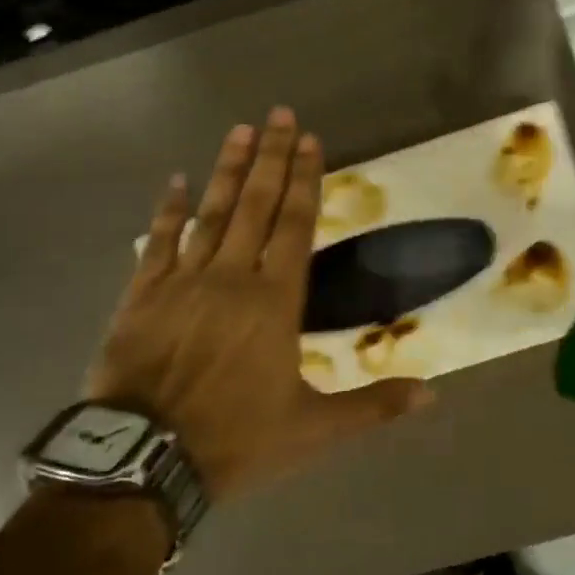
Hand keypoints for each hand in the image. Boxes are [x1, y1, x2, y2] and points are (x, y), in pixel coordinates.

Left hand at [88, 107, 434, 500]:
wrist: (142, 461)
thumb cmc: (234, 441)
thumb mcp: (313, 431)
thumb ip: (373, 407)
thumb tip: (432, 394)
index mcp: (274, 302)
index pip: (295, 225)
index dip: (305, 179)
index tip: (310, 140)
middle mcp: (231, 277)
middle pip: (256, 205)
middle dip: (271, 156)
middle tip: (280, 113)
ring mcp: (183, 281)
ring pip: (210, 212)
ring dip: (228, 169)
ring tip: (240, 129)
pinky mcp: (143, 294)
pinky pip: (158, 241)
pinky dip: (167, 210)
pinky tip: (175, 181)